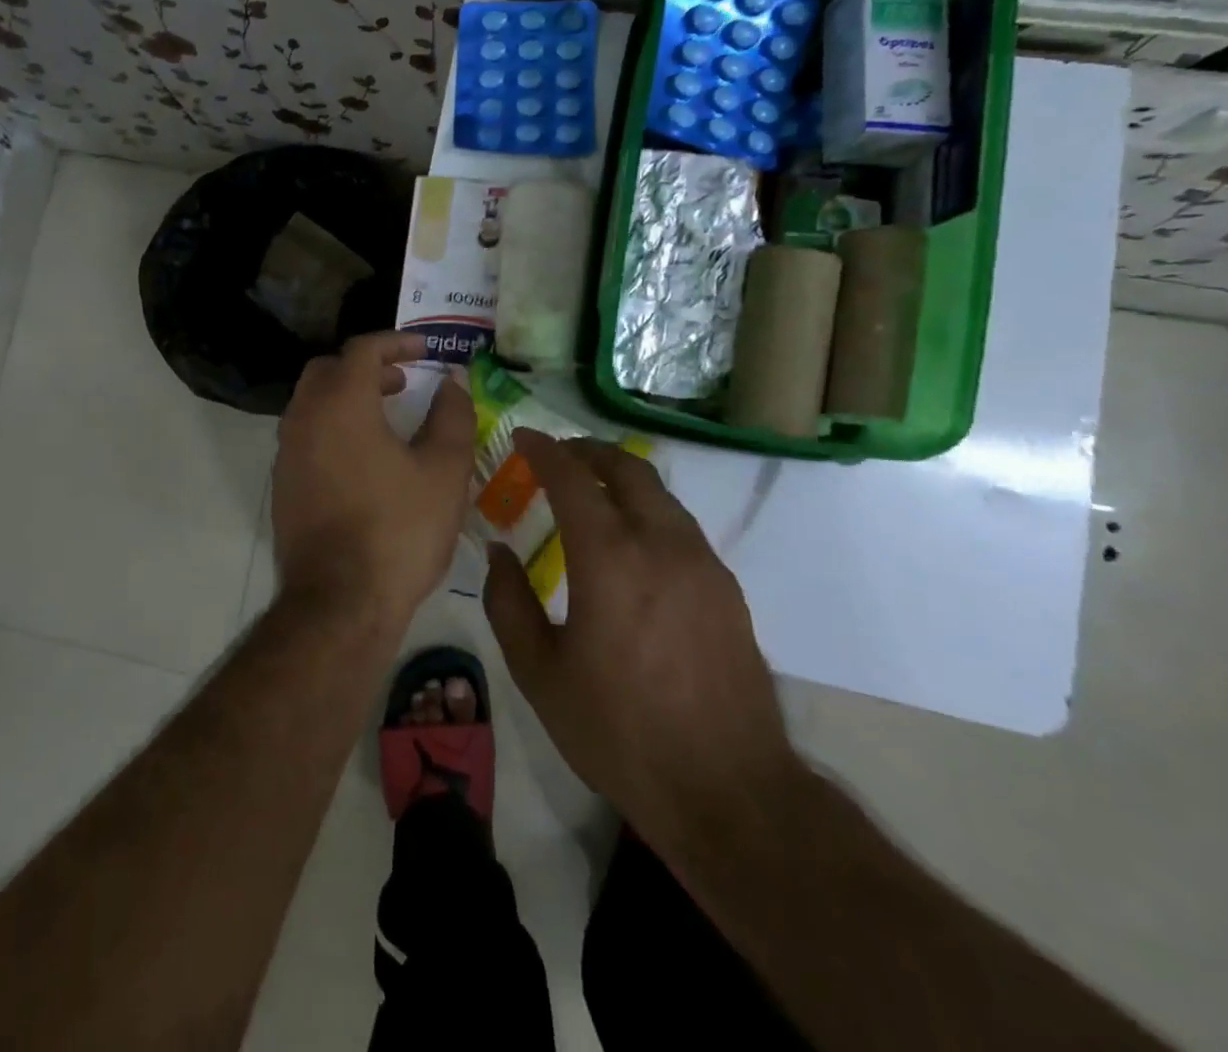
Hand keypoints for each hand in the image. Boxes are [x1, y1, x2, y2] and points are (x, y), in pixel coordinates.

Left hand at [271, 333, 475, 625]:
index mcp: (341, 403)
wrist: (340, 602)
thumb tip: (452, 383)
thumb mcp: (443, 471)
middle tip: (402, 382)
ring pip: (311, 403)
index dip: (396, 342)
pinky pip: (304, 436)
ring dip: (346, 397)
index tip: (425, 350)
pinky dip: (332, 427)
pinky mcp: (282, 485)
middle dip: (366, 367)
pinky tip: (362, 459)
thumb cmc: (399, 530)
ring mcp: (286, 452)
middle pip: (328, 370)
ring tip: (387, 418)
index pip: (362, 349)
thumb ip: (451, 417)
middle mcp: (303, 418)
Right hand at [481, 431, 797, 851]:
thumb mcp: (540, 673)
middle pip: (626, 468)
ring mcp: (702, 563)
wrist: (728, 789)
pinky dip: (647, 509)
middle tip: (557, 455)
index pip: (572, 478)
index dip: (543, 450)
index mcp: (609, 559)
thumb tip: (500, 552)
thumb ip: (509, 603)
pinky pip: (680, 524)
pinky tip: (631, 540)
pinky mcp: (727, 588)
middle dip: (586, 451)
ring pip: (659, 492)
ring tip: (591, 490)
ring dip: (620, 476)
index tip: (521, 438)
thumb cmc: (619, 731)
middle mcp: (661, 544)